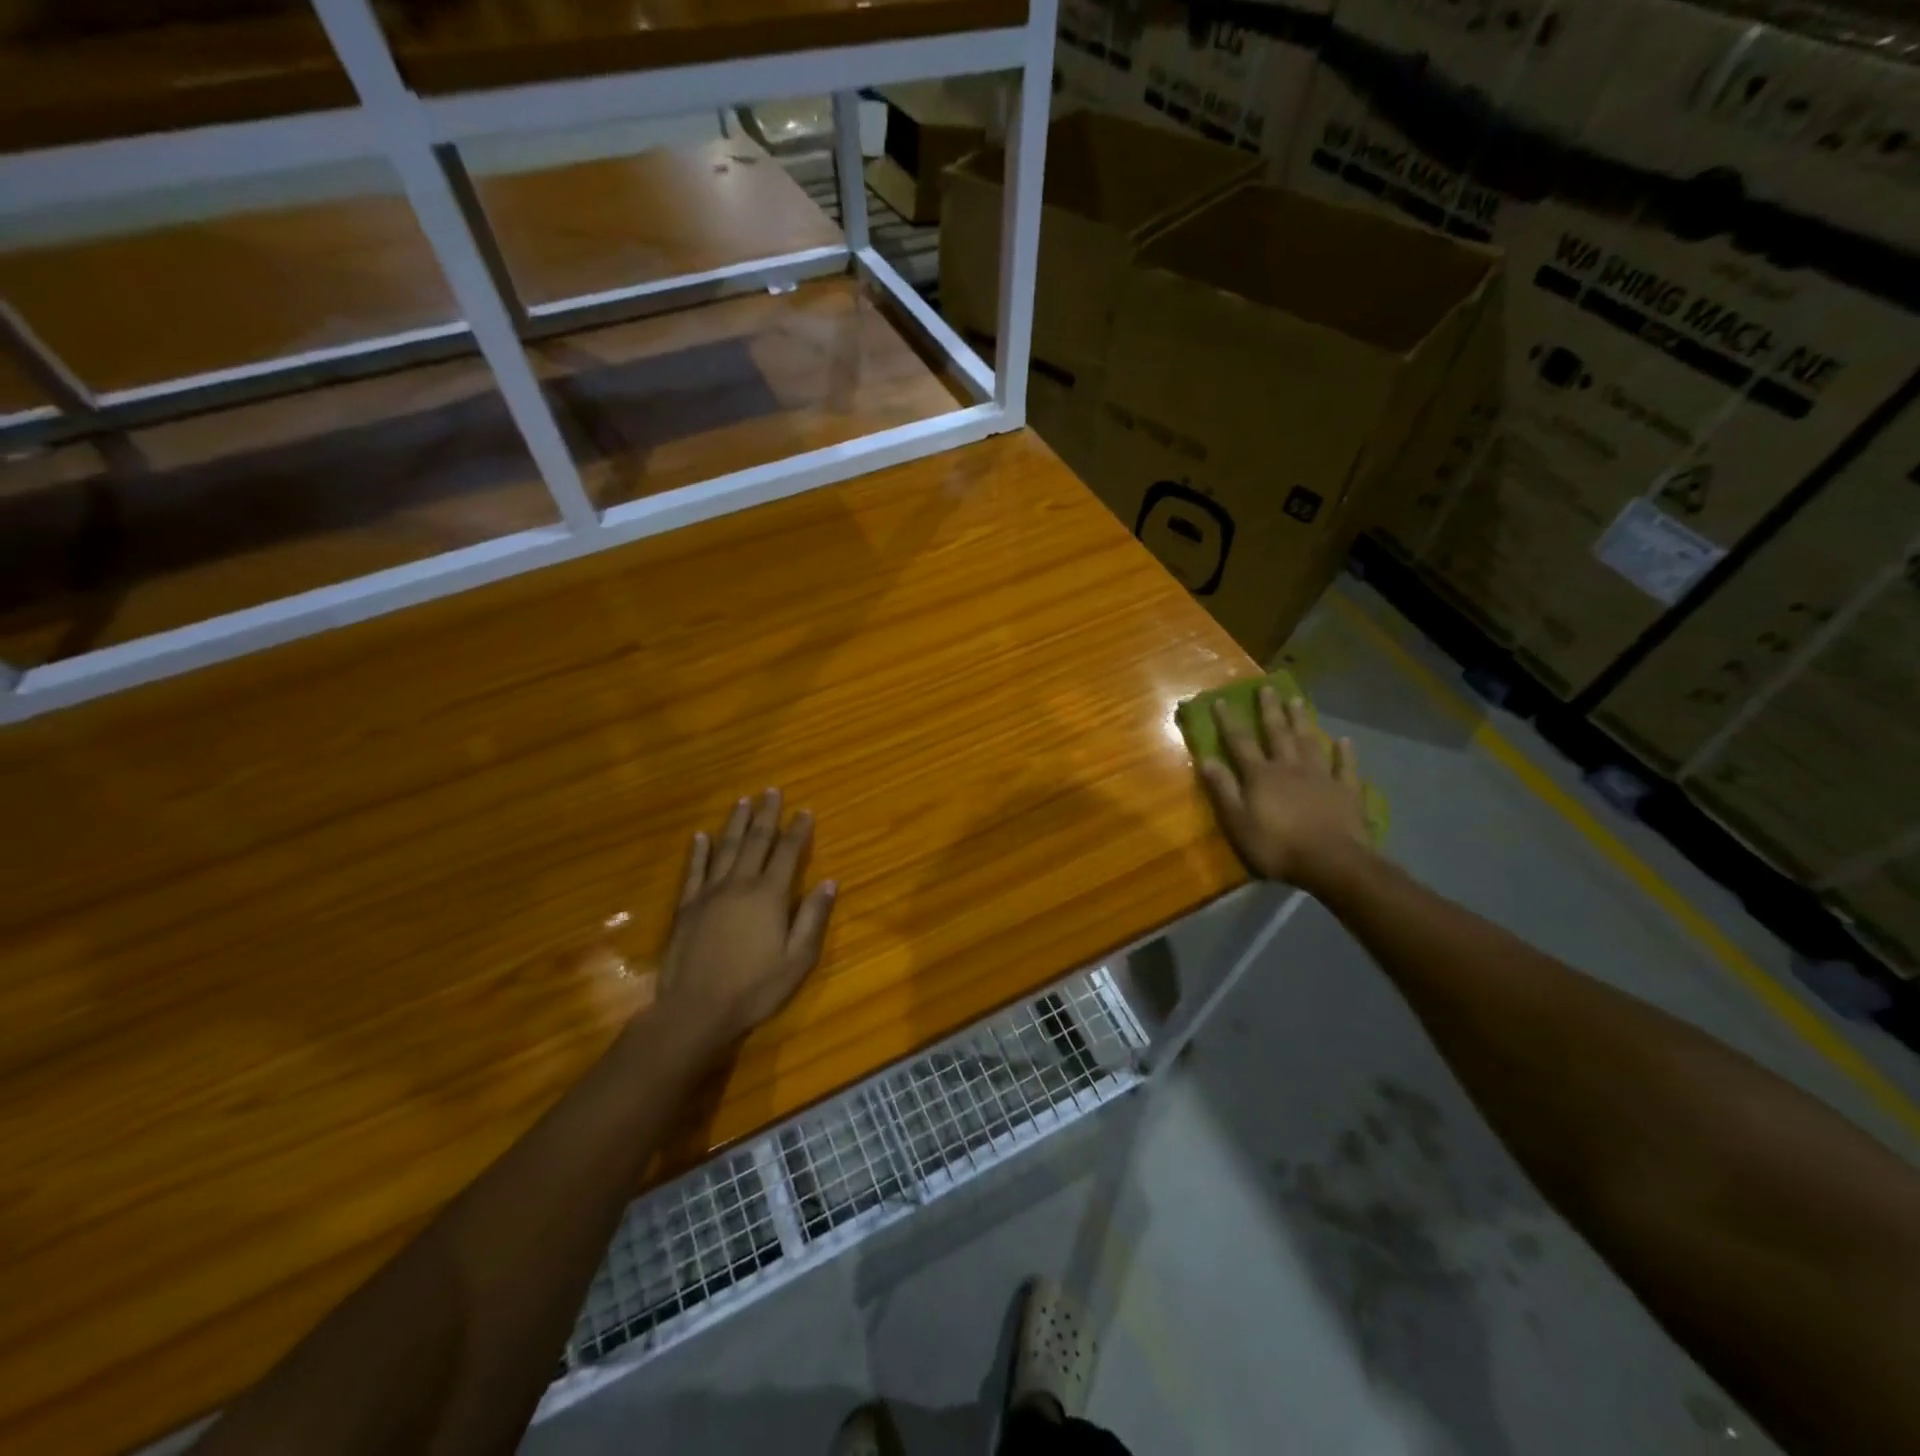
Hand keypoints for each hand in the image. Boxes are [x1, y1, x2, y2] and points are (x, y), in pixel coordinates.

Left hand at [656, 789, 837, 1051]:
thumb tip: (830, 881)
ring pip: (724, 849)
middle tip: (771, 791)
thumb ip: (812, 917)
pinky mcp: (686, 907)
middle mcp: (740, 885)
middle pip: (755, 842)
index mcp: (769, 896)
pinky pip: (693, 871)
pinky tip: (699, 836)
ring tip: (742, 801)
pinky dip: (698, 851)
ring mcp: (709, 893)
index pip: (788, 854)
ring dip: (735, 823)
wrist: (696, 1010)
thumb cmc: (754, 988)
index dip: (798, 831)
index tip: (805, 810)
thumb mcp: (797, 959)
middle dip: (766, 815)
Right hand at [1197, 687, 1371, 890]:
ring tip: (1297, 701)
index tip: (1220, 700)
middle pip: (1277, 733)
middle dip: (1270, 710)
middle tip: (1267, 687)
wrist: (1331, 862)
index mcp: (1261, 775)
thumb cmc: (1276, 846)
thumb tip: (1206, 758)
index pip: (1240, 742)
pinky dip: (1344, 752)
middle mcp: (1289, 767)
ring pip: (1309, 742)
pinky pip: (1345, 767)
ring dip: (1302, 721)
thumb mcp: (1238, 821)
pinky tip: (1344, 740)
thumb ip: (1223, 789)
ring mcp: (1321, 776)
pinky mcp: (1346, 791)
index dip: (1228, 721)